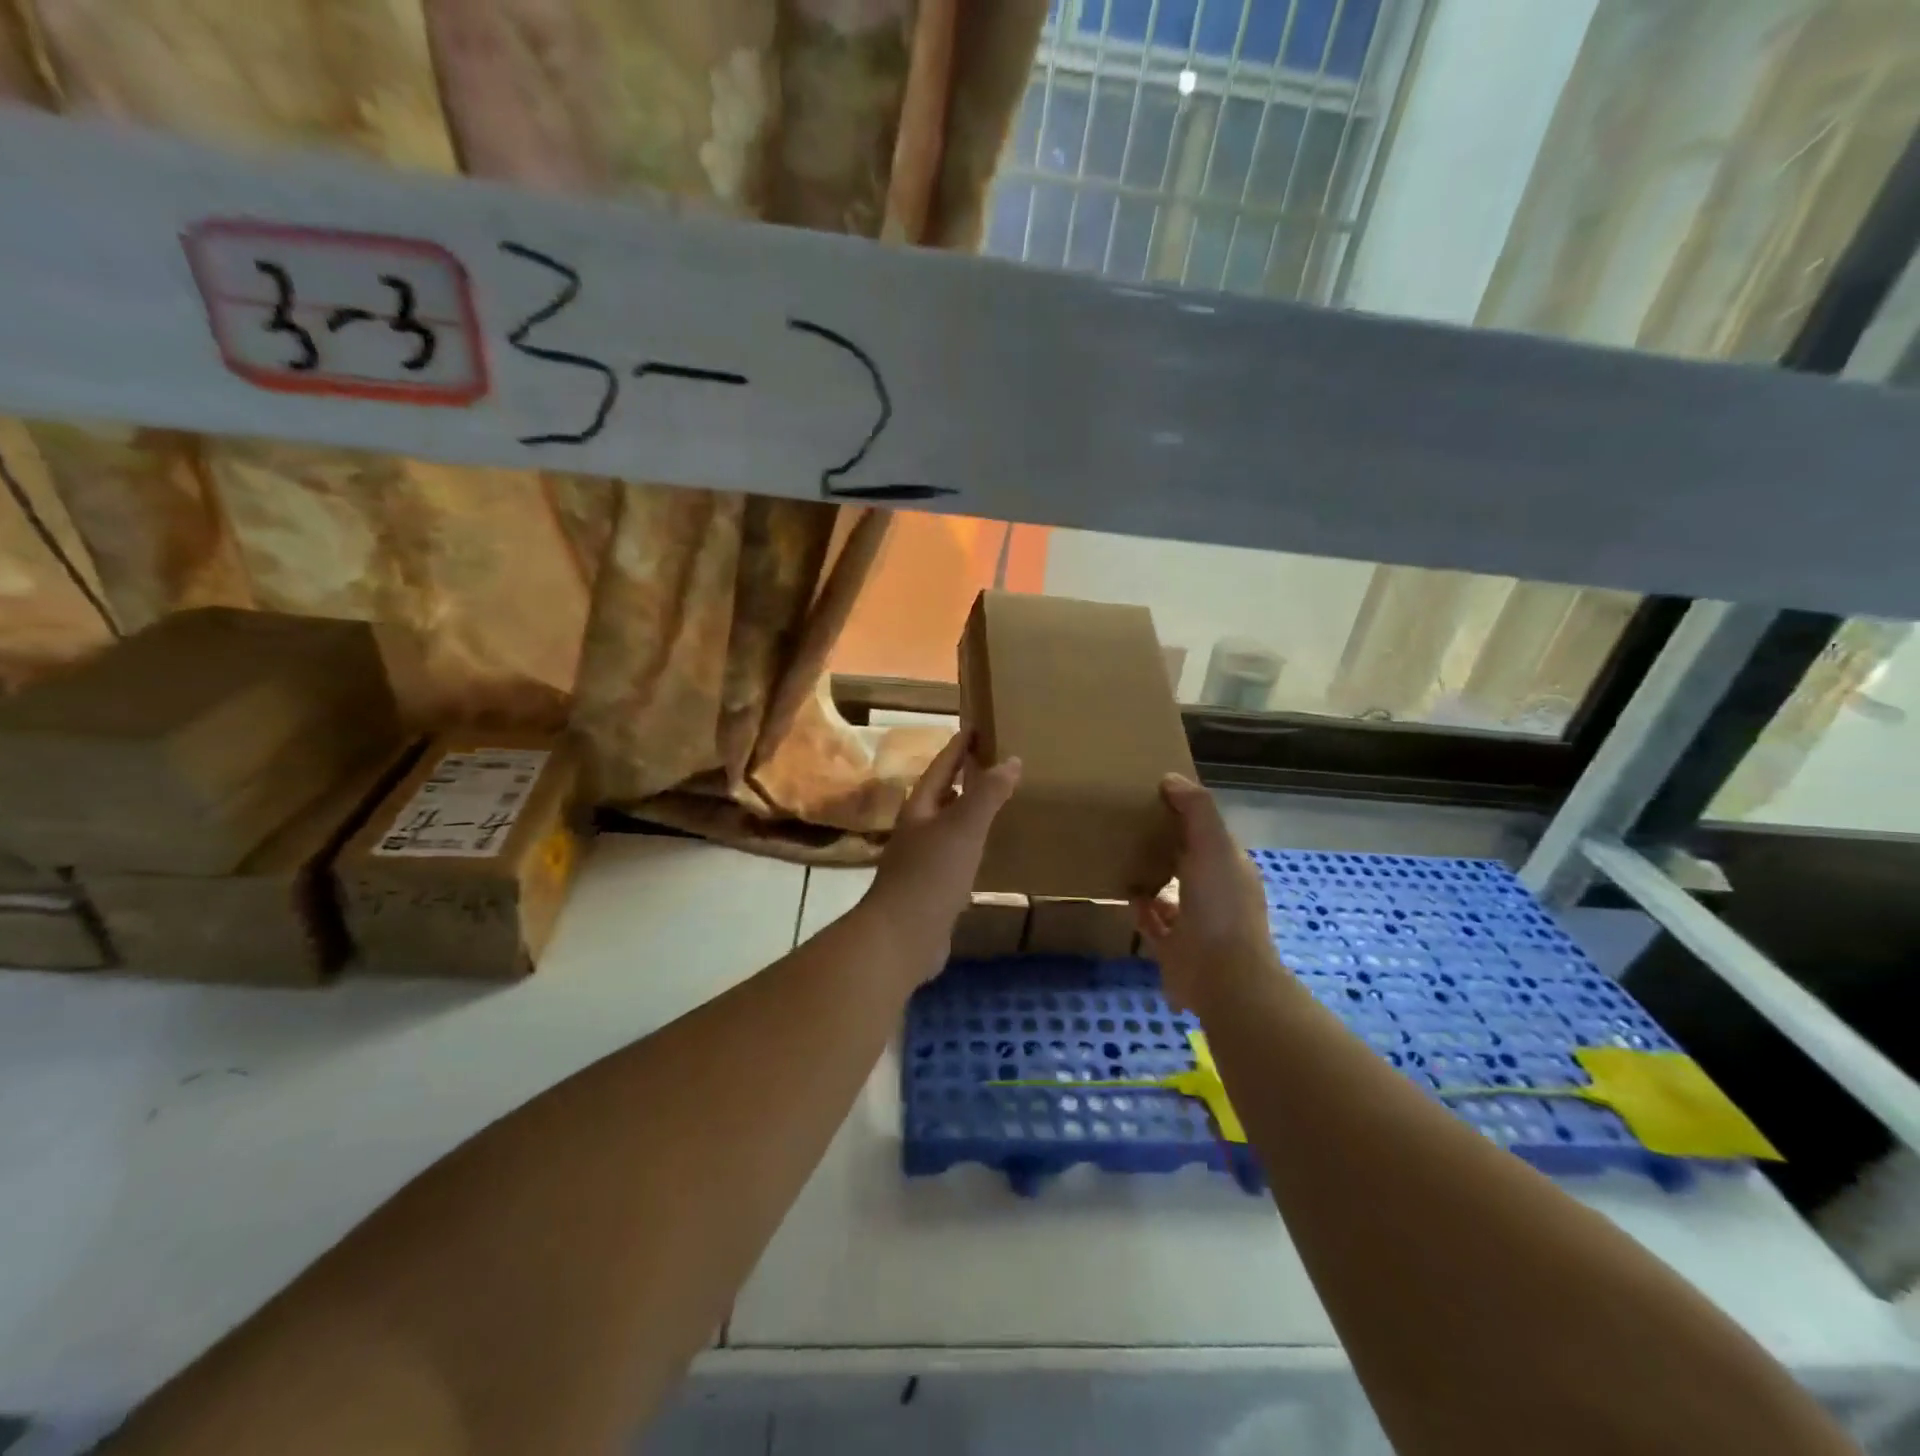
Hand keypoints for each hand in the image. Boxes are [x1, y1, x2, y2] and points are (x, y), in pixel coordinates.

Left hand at [864, 730, 1021, 984]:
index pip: (941, 767)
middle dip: (963, 778)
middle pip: (941, 795)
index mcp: (920, 808)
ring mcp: (921, 860)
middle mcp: (917, 829)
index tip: (976, 726)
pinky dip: (970, 845)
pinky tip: (984, 852)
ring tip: (994, 802)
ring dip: (967, 811)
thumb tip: (1010, 759)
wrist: (902, 937)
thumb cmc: (931, 874)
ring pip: (947, 826)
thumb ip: (987, 794)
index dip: (958, 747)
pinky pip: (954, 856)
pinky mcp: (930, 888)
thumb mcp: (964, 828)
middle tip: (992, 762)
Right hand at [1133, 774, 1277, 1010]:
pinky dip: (1140, 908)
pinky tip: (1125, 893)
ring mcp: (1195, 923)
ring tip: (1123, 856)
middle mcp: (1215, 894)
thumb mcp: (1213, 846)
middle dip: (1166, 845)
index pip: (1207, 834)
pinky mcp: (1173, 948)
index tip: (1155, 797)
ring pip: (1170, 892)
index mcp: (1230, 868)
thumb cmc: (1220, 906)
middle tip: (1131, 824)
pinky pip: (1152, 922)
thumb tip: (1171, 779)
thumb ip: (1196, 810)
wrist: (1221, 977)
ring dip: (1152, 877)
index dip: (1186, 815)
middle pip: (1188, 861)